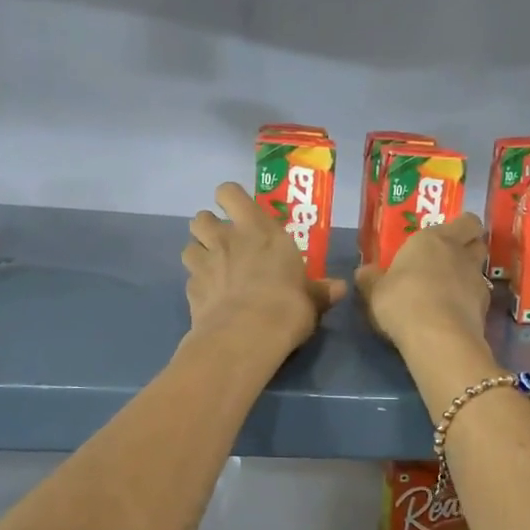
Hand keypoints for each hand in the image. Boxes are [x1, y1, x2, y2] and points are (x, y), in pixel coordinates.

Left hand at [183, 183, 345, 355]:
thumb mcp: (312, 299)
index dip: (229, 199)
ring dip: (198, 253)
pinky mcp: (190, 289)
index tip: (239, 212)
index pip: (229, 193)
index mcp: (258, 229)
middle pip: (201, 217)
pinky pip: (190, 279)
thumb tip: (340, 288)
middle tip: (225, 243)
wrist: (246, 335)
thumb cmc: (287, 306)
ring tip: (212, 269)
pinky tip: (210, 298)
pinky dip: (197, 285)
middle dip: (209, 227)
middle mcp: (226, 239)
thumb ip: (320, 291)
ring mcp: (204, 263)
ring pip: (188, 246)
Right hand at [355, 212, 492, 353]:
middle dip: (468, 247)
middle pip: (478, 242)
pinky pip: (479, 297)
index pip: (465, 221)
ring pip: (479, 270)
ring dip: (468, 275)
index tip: (446, 238)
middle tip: (449, 260)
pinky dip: (469, 302)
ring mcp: (477, 280)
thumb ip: (371, 279)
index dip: (460, 228)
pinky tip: (453, 314)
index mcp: (433, 239)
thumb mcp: (375, 291)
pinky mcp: (485, 307)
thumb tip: (364, 272)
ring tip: (449, 290)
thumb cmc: (402, 301)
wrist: (438, 337)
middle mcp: (460, 253)